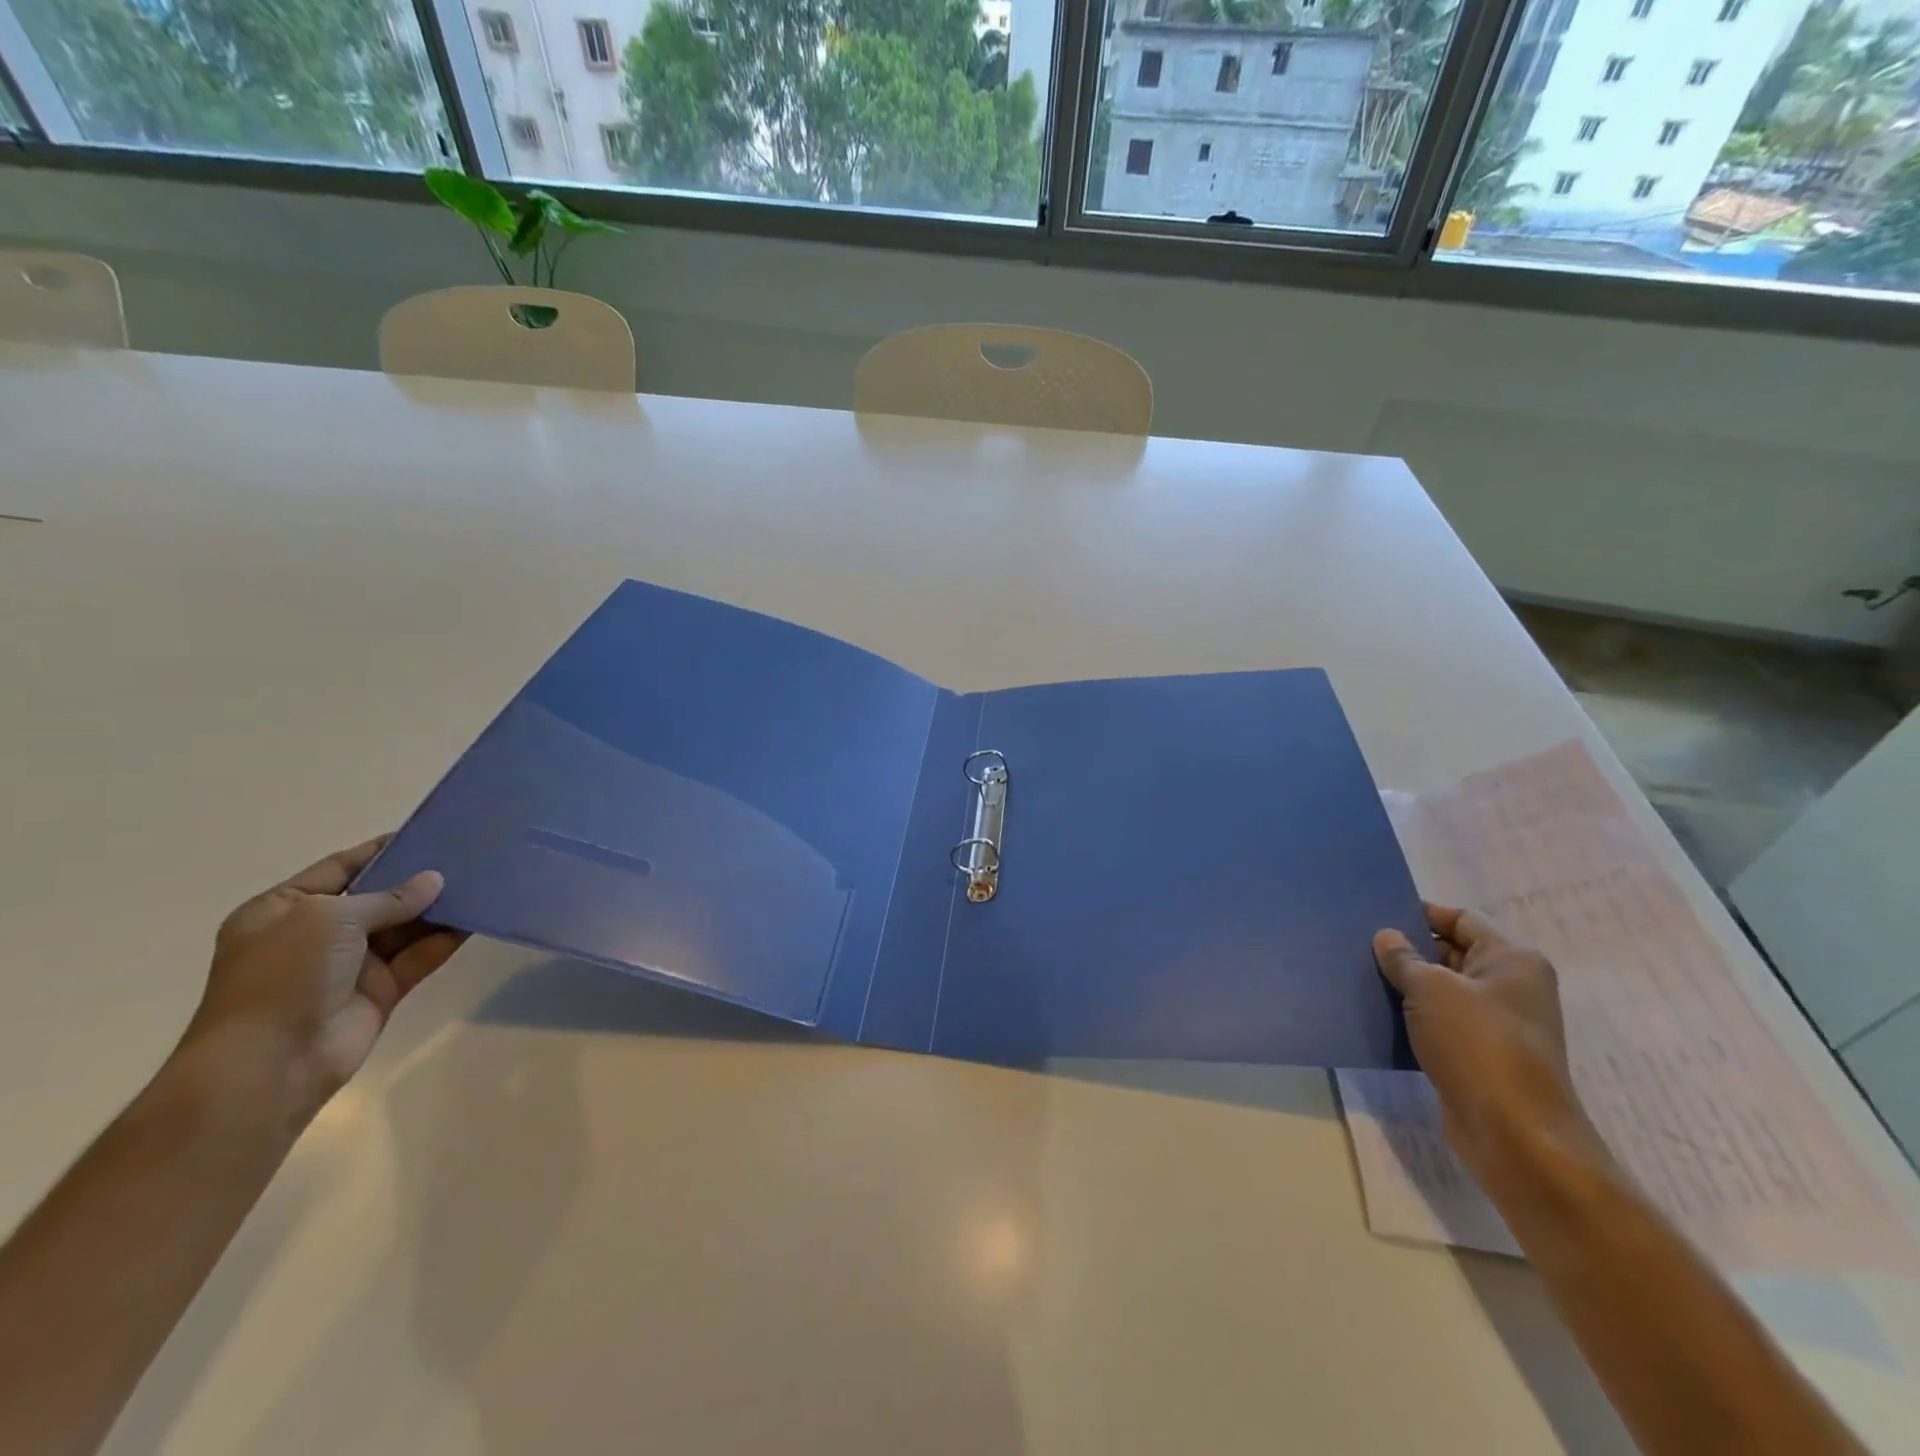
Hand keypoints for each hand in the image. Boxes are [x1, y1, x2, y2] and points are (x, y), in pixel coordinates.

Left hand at [178, 838, 465, 1127]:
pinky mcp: (381, 990)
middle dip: (419, 878)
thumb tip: (435, 881)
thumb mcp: (330, 918)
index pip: (342, 867)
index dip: (383, 850)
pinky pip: (420, 956)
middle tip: (468, 855)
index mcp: (284, 910)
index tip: (430, 833)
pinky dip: (446, 938)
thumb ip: (389, 897)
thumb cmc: (284, 977)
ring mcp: (351, 964)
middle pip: (379, 896)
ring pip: (405, 926)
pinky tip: (477, 918)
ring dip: (439, 907)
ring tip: (482, 881)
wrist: (271, 1063)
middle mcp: (317, 934)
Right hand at [1373, 904, 1604, 1184]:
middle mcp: (1511, 987)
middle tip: (1359, 944)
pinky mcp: (1481, 1055)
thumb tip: (1386, 937)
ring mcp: (1498, 1024)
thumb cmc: (1478, 1044)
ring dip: (1406, 985)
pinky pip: (1440, 1022)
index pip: (1461, 919)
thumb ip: (1403, 957)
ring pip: (1442, 990)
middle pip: (1451, 952)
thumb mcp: (1430, 989)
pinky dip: (1412, 1017)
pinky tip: (1377, 1014)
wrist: (1514, 1134)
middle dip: (1408, 949)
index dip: (1420, 913)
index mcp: (1512, 960)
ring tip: (1360, 975)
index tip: (1376, 915)